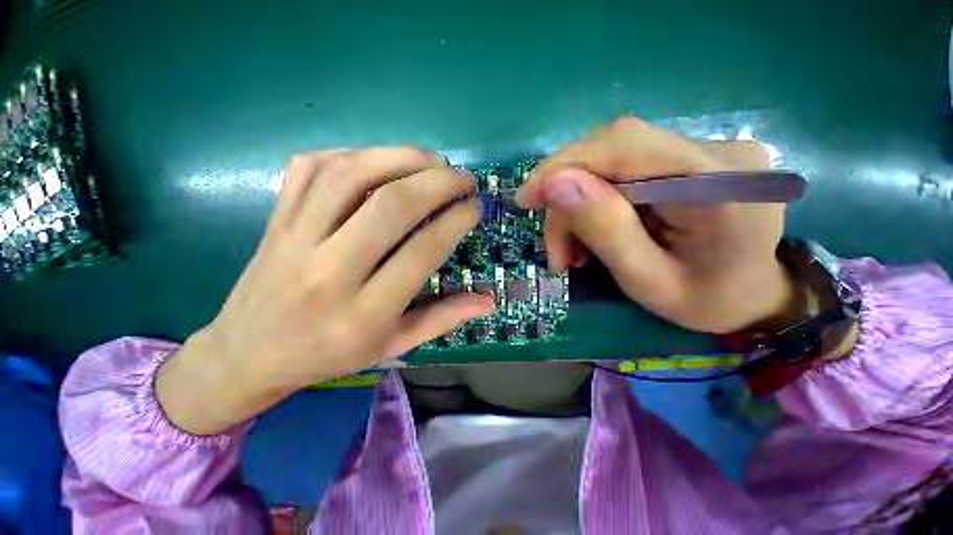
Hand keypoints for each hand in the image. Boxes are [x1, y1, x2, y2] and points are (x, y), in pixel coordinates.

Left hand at [157, 148, 494, 434]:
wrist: (247, 353)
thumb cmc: (329, 355)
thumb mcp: (394, 346)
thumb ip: (444, 319)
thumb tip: (488, 300)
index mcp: (363, 313)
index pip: (422, 251)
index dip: (456, 221)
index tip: (474, 208)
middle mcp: (329, 270)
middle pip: (392, 206)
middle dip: (439, 183)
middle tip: (464, 178)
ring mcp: (295, 237)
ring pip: (352, 175)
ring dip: (402, 158)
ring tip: (434, 161)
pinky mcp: (275, 217)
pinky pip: (313, 167)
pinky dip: (356, 154)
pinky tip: (383, 161)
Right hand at [517, 117, 794, 334]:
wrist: (753, 296)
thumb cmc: (705, 301)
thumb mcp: (647, 281)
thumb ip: (605, 230)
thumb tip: (554, 184)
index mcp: (718, 185)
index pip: (623, 145)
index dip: (563, 166)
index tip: (526, 199)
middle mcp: (717, 151)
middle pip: (611, 153)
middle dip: (568, 200)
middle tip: (558, 251)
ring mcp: (706, 149)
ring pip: (612, 162)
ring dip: (580, 205)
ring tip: (573, 252)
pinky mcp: (691, 158)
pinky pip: (626, 170)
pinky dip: (597, 201)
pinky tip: (594, 231)